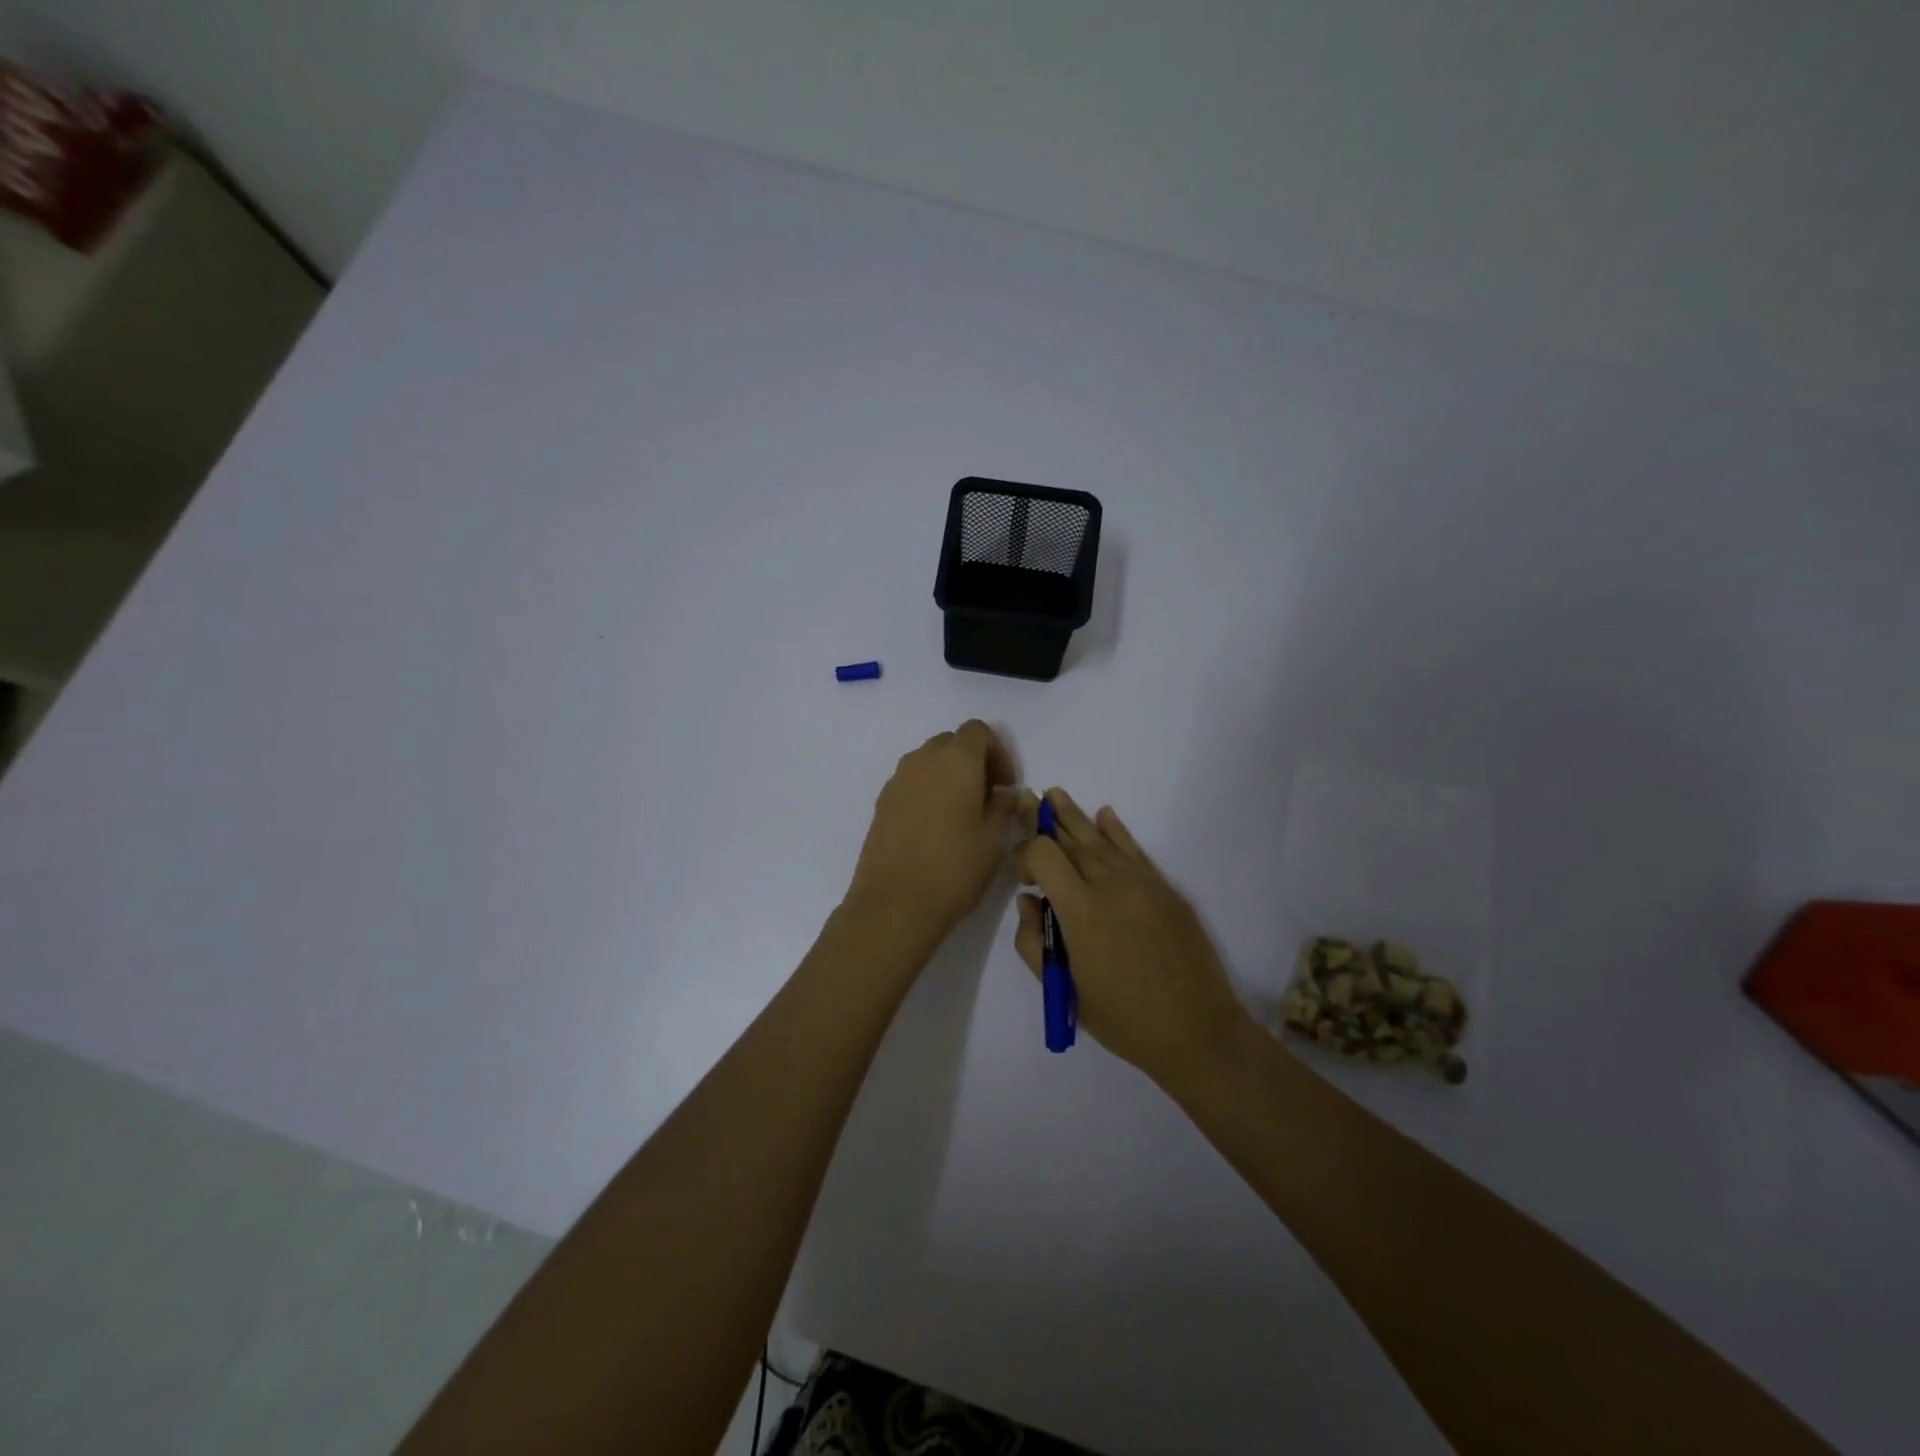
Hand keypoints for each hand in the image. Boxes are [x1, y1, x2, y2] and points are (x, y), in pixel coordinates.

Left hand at [847, 721, 1017, 943]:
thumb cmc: (954, 868)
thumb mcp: (994, 840)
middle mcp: (923, 760)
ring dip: (949, 775)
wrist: (894, 903)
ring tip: (962, 812)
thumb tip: (1003, 794)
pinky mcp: (882, 802)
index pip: (978, 731)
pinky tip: (935, 827)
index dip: (998, 752)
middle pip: (952, 742)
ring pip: (929, 761)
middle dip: (974, 761)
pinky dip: (928, 790)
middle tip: (988, 797)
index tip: (1006, 786)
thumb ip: (1003, 807)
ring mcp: (897, 780)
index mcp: (956, 760)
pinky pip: (911, 782)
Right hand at [1015, 789, 1251, 1085]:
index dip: (1024, 854)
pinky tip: (1104, 815)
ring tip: (1055, 794)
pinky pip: (1134, 850)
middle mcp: (1110, 884)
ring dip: (1075, 816)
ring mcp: (1142, 882)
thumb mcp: (1063, 990)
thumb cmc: (1122, 1018)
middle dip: (1043, 819)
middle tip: (1025, 798)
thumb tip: (1029, 902)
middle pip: (1070, 839)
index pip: (1043, 855)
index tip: (1021, 876)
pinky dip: (1116, 831)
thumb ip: (1034, 941)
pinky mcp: (1165, 889)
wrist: (1197, 1030)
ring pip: (1101, 839)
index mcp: (1081, 910)